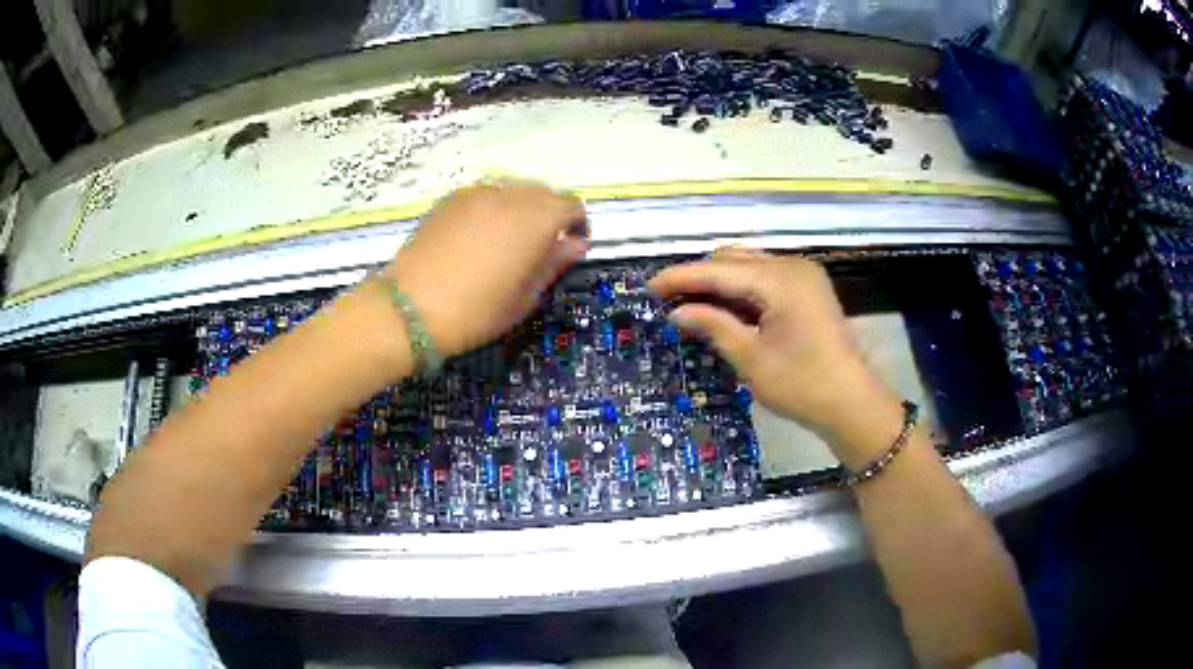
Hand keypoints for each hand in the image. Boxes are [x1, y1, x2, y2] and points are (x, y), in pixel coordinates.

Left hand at [381, 179, 589, 356]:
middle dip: (550, 215)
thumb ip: (554, 263)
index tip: (570, 249)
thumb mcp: (525, 296)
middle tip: (539, 248)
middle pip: (543, 193)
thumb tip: (575, 244)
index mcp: (535, 218)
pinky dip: (493, 210)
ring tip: (506, 243)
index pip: (571, 206)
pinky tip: (478, 239)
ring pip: (513, 191)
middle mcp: (508, 195)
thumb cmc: (476, 311)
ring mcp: (476, 193)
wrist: (410, 309)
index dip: (577, 226)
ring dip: (521, 210)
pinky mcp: (450, 199)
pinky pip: (484, 196)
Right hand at [649, 249, 900, 461]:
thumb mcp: (751, 358)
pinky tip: (724, 307)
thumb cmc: (801, 385)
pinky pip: (765, 279)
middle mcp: (792, 267)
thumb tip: (677, 311)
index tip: (649, 287)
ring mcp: (804, 276)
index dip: (682, 278)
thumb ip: (713, 325)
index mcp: (780, 280)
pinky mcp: (808, 290)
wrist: (851, 403)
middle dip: (700, 278)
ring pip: (749, 267)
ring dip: (720, 283)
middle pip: (734, 261)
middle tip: (669, 302)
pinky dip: (742, 290)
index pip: (719, 271)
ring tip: (691, 305)